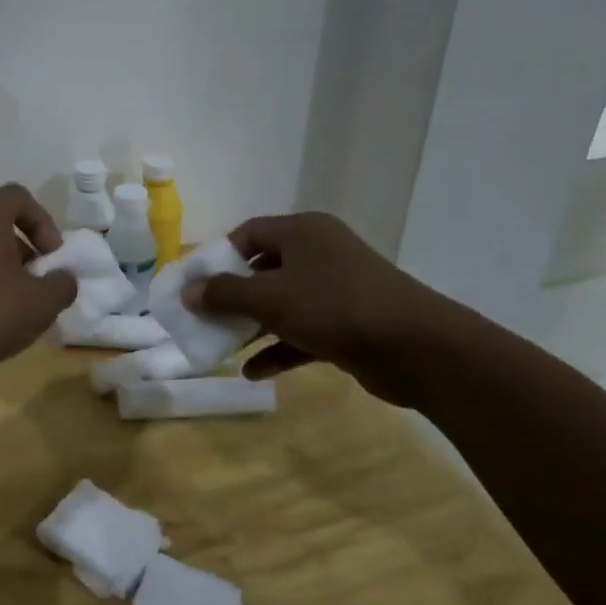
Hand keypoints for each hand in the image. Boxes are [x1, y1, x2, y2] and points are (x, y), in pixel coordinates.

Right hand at [183, 212, 464, 406]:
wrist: (418, 348)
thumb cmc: (333, 307)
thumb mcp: (268, 297)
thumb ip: (223, 294)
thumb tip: (188, 292)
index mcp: (302, 232)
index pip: (248, 233)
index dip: (218, 256)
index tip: (196, 283)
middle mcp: (320, 253)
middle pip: (263, 269)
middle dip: (232, 296)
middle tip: (204, 317)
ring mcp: (337, 289)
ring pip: (283, 303)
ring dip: (253, 325)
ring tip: (222, 347)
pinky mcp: (350, 323)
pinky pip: (303, 331)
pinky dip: (279, 348)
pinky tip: (253, 372)